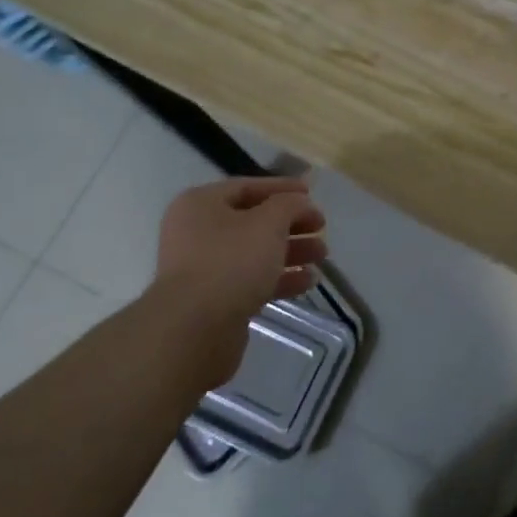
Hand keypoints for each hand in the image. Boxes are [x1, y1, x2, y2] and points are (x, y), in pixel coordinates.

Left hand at [144, 177, 327, 387]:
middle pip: (253, 221)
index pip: (248, 186)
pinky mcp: (214, 300)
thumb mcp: (268, 223)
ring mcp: (204, 268)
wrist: (194, 330)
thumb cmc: (231, 262)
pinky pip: (251, 281)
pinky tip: (308, 282)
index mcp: (201, 204)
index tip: (312, 194)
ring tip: (322, 256)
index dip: (283, 188)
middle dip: (291, 224)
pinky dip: (280, 278)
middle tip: (321, 228)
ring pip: (255, 252)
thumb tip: (300, 203)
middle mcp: (197, 232)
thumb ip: (289, 205)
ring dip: (291, 252)